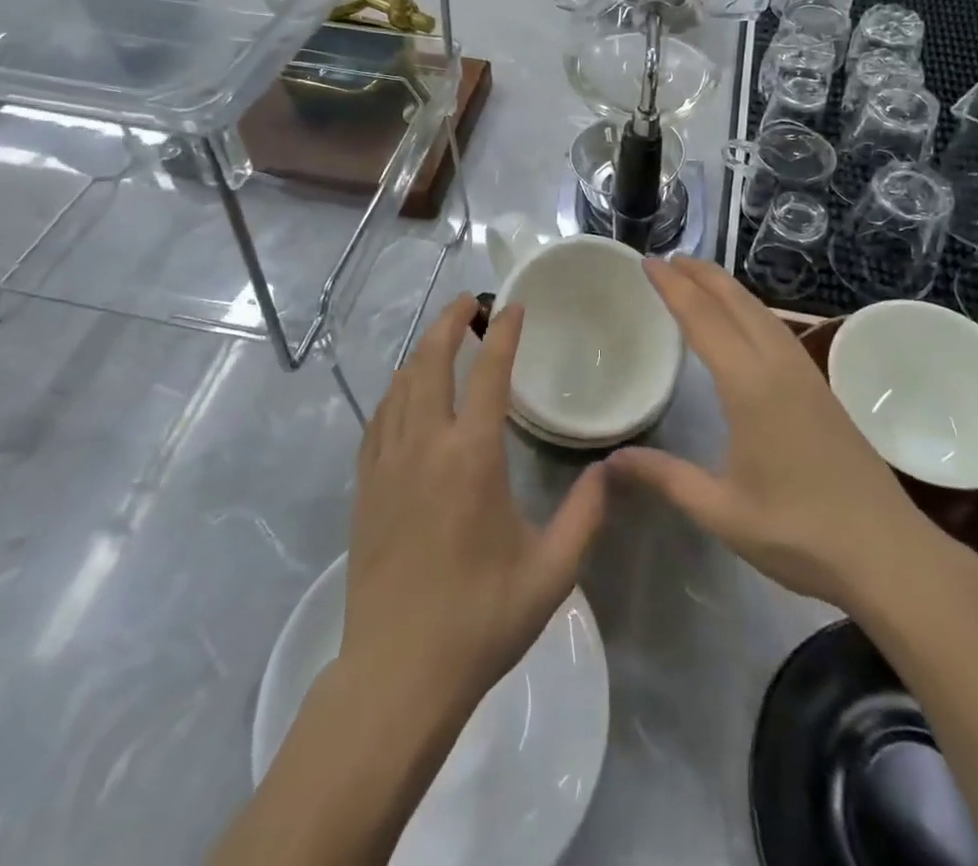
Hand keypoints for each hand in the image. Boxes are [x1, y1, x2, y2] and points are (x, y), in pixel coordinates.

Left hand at [342, 294, 606, 715]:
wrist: (397, 674)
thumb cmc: (480, 620)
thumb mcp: (551, 573)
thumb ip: (586, 515)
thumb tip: (613, 468)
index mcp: (472, 457)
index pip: (488, 374)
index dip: (503, 334)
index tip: (514, 307)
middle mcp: (425, 446)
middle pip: (431, 363)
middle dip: (450, 323)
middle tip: (469, 302)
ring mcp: (387, 464)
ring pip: (400, 385)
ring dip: (422, 352)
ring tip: (442, 337)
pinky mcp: (365, 487)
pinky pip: (378, 419)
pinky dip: (395, 392)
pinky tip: (404, 393)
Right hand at [612, 258, 974, 615]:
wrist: (888, 553)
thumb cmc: (799, 532)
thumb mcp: (722, 511)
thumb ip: (666, 477)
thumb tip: (611, 462)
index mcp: (750, 386)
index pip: (703, 320)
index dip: (674, 288)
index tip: (648, 262)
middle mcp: (779, 367)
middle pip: (736, 303)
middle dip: (701, 275)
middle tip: (668, 257)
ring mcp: (806, 375)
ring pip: (762, 313)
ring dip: (728, 289)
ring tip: (700, 277)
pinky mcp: (822, 390)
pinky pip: (778, 330)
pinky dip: (750, 310)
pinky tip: (745, 323)